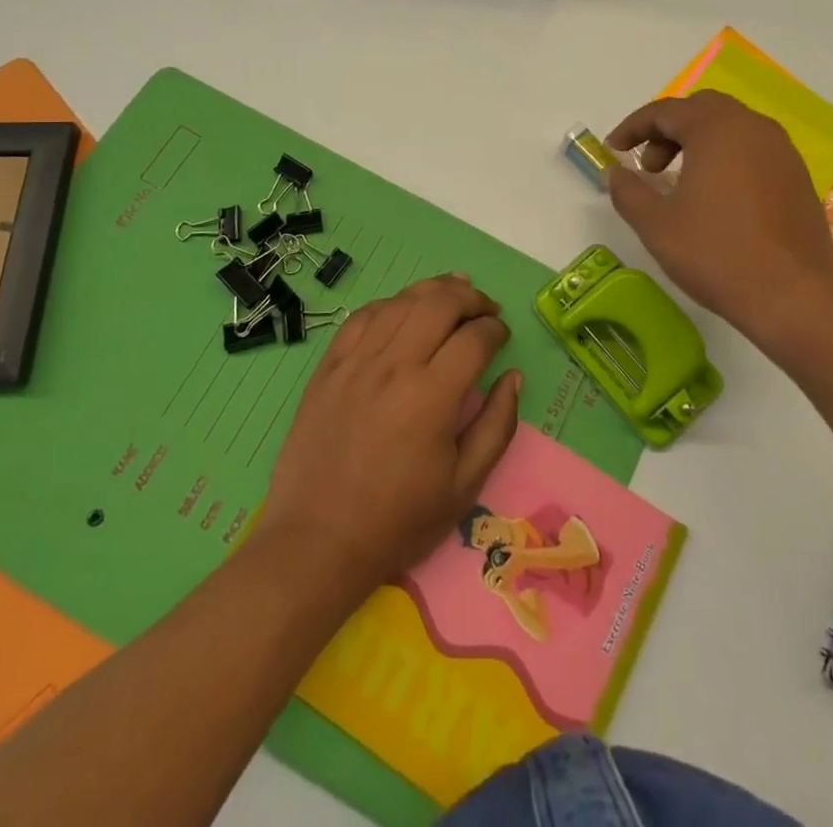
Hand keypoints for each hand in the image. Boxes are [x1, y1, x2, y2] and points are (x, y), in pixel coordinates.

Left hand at [253, 274, 520, 601]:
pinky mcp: (328, 367)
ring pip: (400, 302)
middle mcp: (394, 365)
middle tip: (484, 308)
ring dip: (432, 290)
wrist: (318, 541)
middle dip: (470, 297)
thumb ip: (497, 426)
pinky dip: (389, 304)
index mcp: (432, 396)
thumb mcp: (464, 486)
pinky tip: (401, 309)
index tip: (502, 336)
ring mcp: (356, 362)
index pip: (474, 338)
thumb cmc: (399, 520)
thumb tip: (513, 377)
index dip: (495, 330)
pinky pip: (361, 317)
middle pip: (439, 303)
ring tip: (452, 292)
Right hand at [605, 91, 832, 341]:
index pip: (665, 111)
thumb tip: (614, 172)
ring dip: (698, 143)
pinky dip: (726, 157)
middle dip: (667, 131)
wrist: (794, 296)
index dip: (633, 127)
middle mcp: (752, 127)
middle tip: (649, 167)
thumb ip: (628, 191)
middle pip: (701, 110)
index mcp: (716, 129)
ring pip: (730, 127)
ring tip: (680, 183)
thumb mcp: (656, 225)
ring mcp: (781, 150)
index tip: (612, 150)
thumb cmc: (717, 254)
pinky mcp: (797, 175)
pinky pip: (753, 149)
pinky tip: (716, 197)